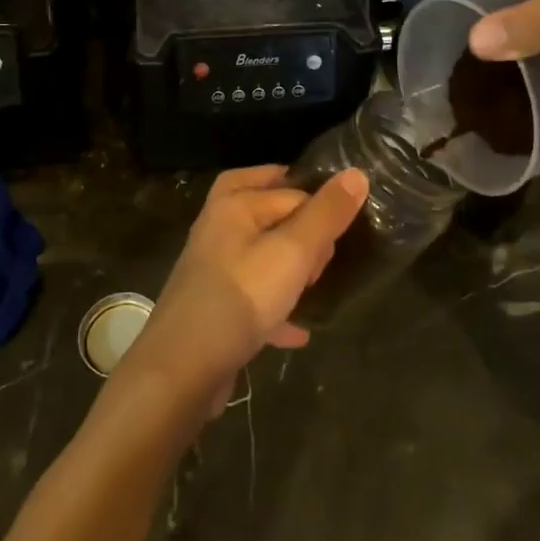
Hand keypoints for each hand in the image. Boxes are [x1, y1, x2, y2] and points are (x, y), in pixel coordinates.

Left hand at [116, 166, 367, 407]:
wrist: (182, 368)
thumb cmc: (241, 297)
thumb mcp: (293, 251)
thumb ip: (326, 214)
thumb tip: (356, 173)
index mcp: (232, 204)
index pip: (286, 186)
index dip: (317, 205)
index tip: (340, 232)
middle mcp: (217, 229)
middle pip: (265, 213)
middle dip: (300, 229)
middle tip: (326, 253)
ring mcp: (213, 271)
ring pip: (259, 255)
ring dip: (289, 268)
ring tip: (316, 283)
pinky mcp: (214, 309)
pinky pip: (253, 299)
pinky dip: (277, 310)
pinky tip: (300, 330)